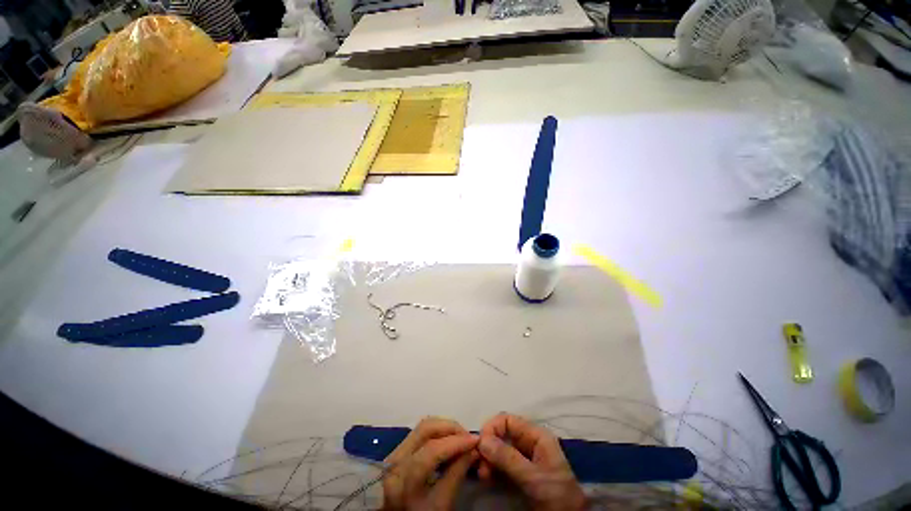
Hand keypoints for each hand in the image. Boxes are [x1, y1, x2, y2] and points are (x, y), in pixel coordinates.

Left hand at [382, 417, 479, 510]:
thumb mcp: (441, 505)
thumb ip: (456, 475)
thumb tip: (473, 450)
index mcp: (404, 480)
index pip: (432, 451)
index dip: (456, 442)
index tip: (476, 441)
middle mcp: (396, 460)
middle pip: (425, 429)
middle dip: (450, 428)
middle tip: (467, 436)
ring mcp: (394, 453)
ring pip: (422, 426)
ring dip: (444, 427)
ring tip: (460, 437)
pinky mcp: (397, 450)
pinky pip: (419, 432)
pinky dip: (436, 431)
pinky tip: (447, 439)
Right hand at [478, 413, 585, 510]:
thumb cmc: (556, 496)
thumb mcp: (533, 477)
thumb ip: (508, 458)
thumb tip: (482, 440)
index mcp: (536, 436)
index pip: (508, 420)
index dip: (492, 427)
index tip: (480, 445)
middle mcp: (529, 443)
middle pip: (502, 434)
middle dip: (488, 446)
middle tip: (479, 464)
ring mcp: (524, 459)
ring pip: (499, 449)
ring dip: (488, 458)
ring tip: (482, 475)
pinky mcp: (520, 474)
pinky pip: (501, 464)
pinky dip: (491, 468)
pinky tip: (486, 478)